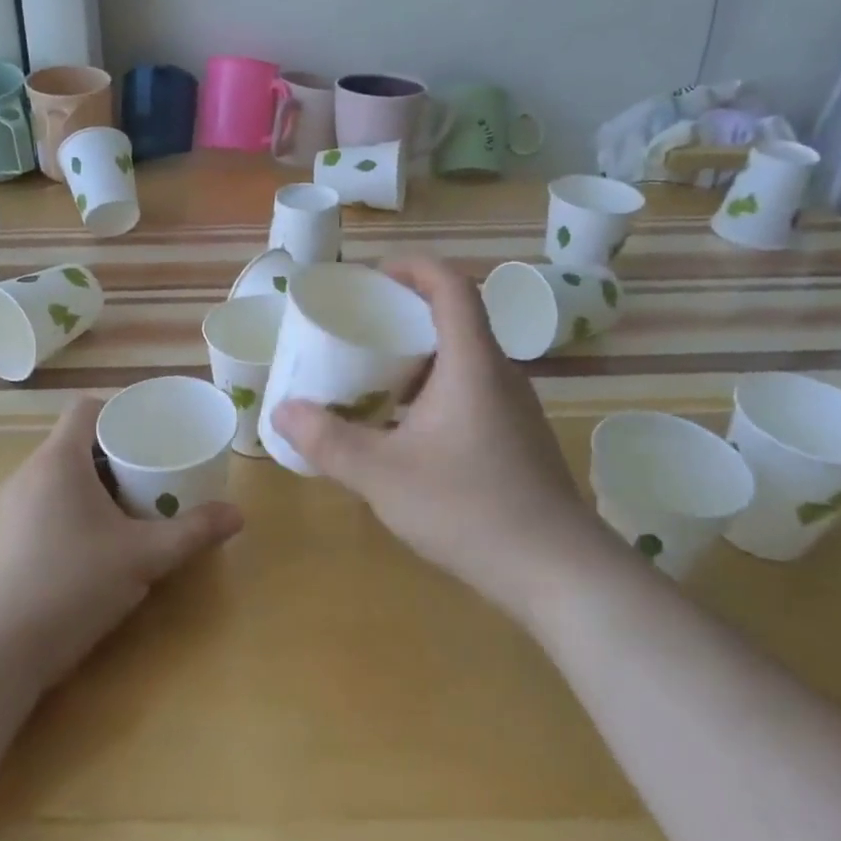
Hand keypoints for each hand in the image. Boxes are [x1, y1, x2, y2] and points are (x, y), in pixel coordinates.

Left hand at [0, 396, 242, 689]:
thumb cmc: (74, 586)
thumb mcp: (144, 557)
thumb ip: (193, 532)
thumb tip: (239, 514)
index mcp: (58, 461)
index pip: (86, 409)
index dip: (120, 409)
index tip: (152, 430)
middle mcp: (27, 473)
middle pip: (75, 443)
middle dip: (116, 452)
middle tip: (153, 471)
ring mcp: (8, 507)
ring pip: (58, 475)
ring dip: (94, 482)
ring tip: (130, 507)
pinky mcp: (1, 538)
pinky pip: (42, 502)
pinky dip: (71, 506)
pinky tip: (93, 543)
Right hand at [271, 257, 610, 621]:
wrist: (558, 571)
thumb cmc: (469, 508)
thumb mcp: (382, 475)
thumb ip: (328, 441)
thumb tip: (282, 411)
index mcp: (471, 363)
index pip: (451, 286)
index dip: (414, 268)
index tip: (374, 277)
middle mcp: (498, 374)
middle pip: (454, 320)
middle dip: (404, 316)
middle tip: (358, 331)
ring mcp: (513, 408)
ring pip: (462, 361)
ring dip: (418, 359)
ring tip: (372, 378)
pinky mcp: (517, 439)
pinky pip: (470, 393)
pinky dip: (433, 392)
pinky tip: (405, 431)